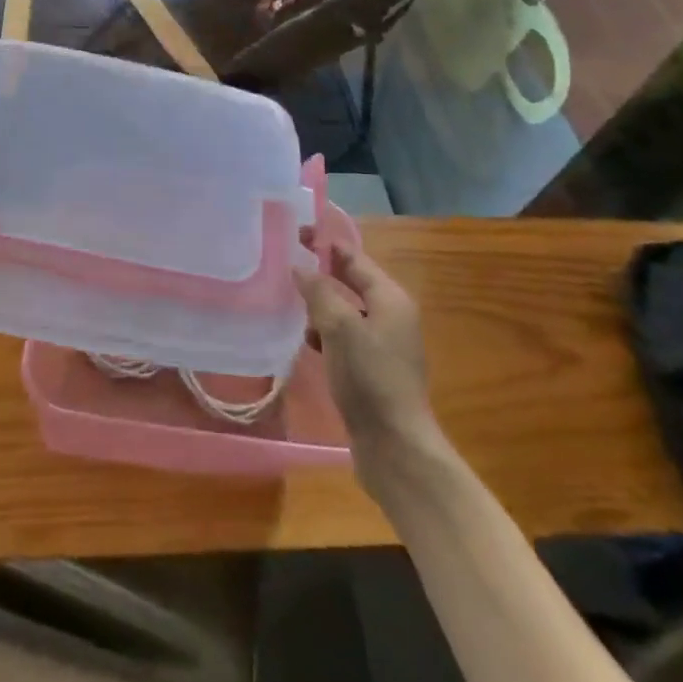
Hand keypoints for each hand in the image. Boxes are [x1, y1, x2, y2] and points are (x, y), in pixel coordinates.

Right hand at [295, 242, 438, 475]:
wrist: (395, 447)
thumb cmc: (370, 378)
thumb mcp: (340, 328)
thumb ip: (319, 292)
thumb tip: (300, 268)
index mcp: (390, 298)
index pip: (353, 258)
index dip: (325, 244)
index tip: (295, 234)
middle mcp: (391, 316)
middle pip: (351, 283)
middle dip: (321, 274)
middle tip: (286, 266)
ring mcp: (384, 345)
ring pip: (346, 312)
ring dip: (321, 307)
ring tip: (291, 306)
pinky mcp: (374, 370)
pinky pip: (346, 338)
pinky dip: (326, 334)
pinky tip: (308, 343)